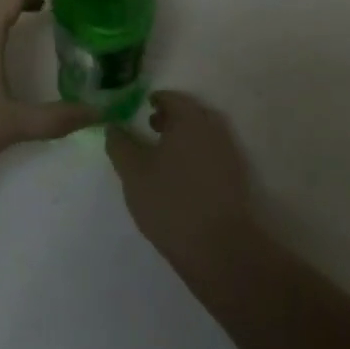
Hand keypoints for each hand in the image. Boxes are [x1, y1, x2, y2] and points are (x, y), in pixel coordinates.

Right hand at [106, 92, 256, 263]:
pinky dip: (195, 157)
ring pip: (202, 136)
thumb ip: (120, 145)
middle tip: (150, 128)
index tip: (140, 109)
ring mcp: (229, 156)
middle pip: (191, 114)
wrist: (221, 250)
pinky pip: (211, 156)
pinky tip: (179, 178)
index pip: (172, 98)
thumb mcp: (133, 172)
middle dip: (170, 118)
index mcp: (190, 120)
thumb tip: (113, 127)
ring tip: (161, 156)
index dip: (154, 100)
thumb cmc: (171, 201)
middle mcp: (214, 130)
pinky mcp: (236, 181)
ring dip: (183, 138)